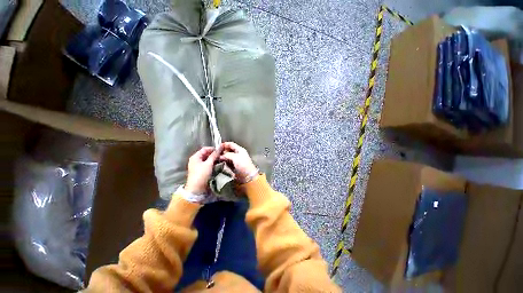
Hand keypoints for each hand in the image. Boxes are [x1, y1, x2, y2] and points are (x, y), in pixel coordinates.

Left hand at [185, 147, 218, 193]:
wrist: (196, 189)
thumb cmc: (201, 175)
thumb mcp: (208, 164)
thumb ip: (214, 155)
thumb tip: (220, 147)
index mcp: (195, 156)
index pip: (205, 149)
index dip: (213, 149)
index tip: (221, 151)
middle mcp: (196, 160)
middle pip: (206, 154)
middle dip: (214, 154)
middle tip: (222, 155)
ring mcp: (198, 165)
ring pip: (207, 159)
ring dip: (214, 159)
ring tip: (221, 160)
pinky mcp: (201, 170)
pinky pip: (207, 164)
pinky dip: (212, 163)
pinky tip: (218, 165)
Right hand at [219, 142, 257, 180]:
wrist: (247, 175)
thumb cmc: (243, 165)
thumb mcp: (235, 157)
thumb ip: (227, 155)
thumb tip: (221, 155)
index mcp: (240, 150)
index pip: (231, 144)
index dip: (225, 144)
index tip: (218, 146)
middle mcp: (238, 154)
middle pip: (229, 150)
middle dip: (223, 151)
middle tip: (217, 153)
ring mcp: (236, 160)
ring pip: (228, 156)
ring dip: (223, 157)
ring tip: (217, 158)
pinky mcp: (234, 166)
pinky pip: (228, 162)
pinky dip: (224, 162)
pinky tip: (221, 162)